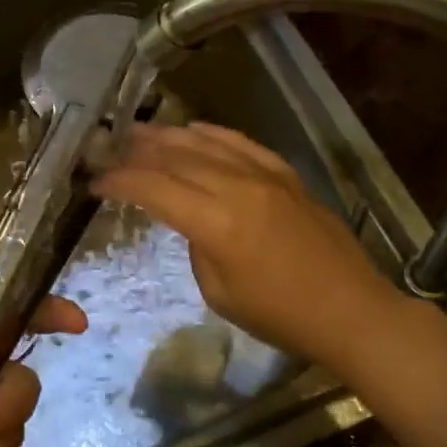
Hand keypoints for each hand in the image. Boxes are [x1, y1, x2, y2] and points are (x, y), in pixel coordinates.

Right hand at [90, 122, 408, 370]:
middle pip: (177, 158)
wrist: (349, 310)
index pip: (155, 190)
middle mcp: (238, 188)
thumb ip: (197, 246)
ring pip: (207, 144)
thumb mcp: (220, 293)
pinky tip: (194, 130)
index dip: (121, 182)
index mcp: (217, 223)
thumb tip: (192, 219)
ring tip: (140, 132)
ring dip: (169, 136)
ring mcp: (266, 176)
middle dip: (138, 151)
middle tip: (110, 147)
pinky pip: (242, 143)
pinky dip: (214, 134)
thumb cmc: (281, 316)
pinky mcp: (286, 175)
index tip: (96, 181)